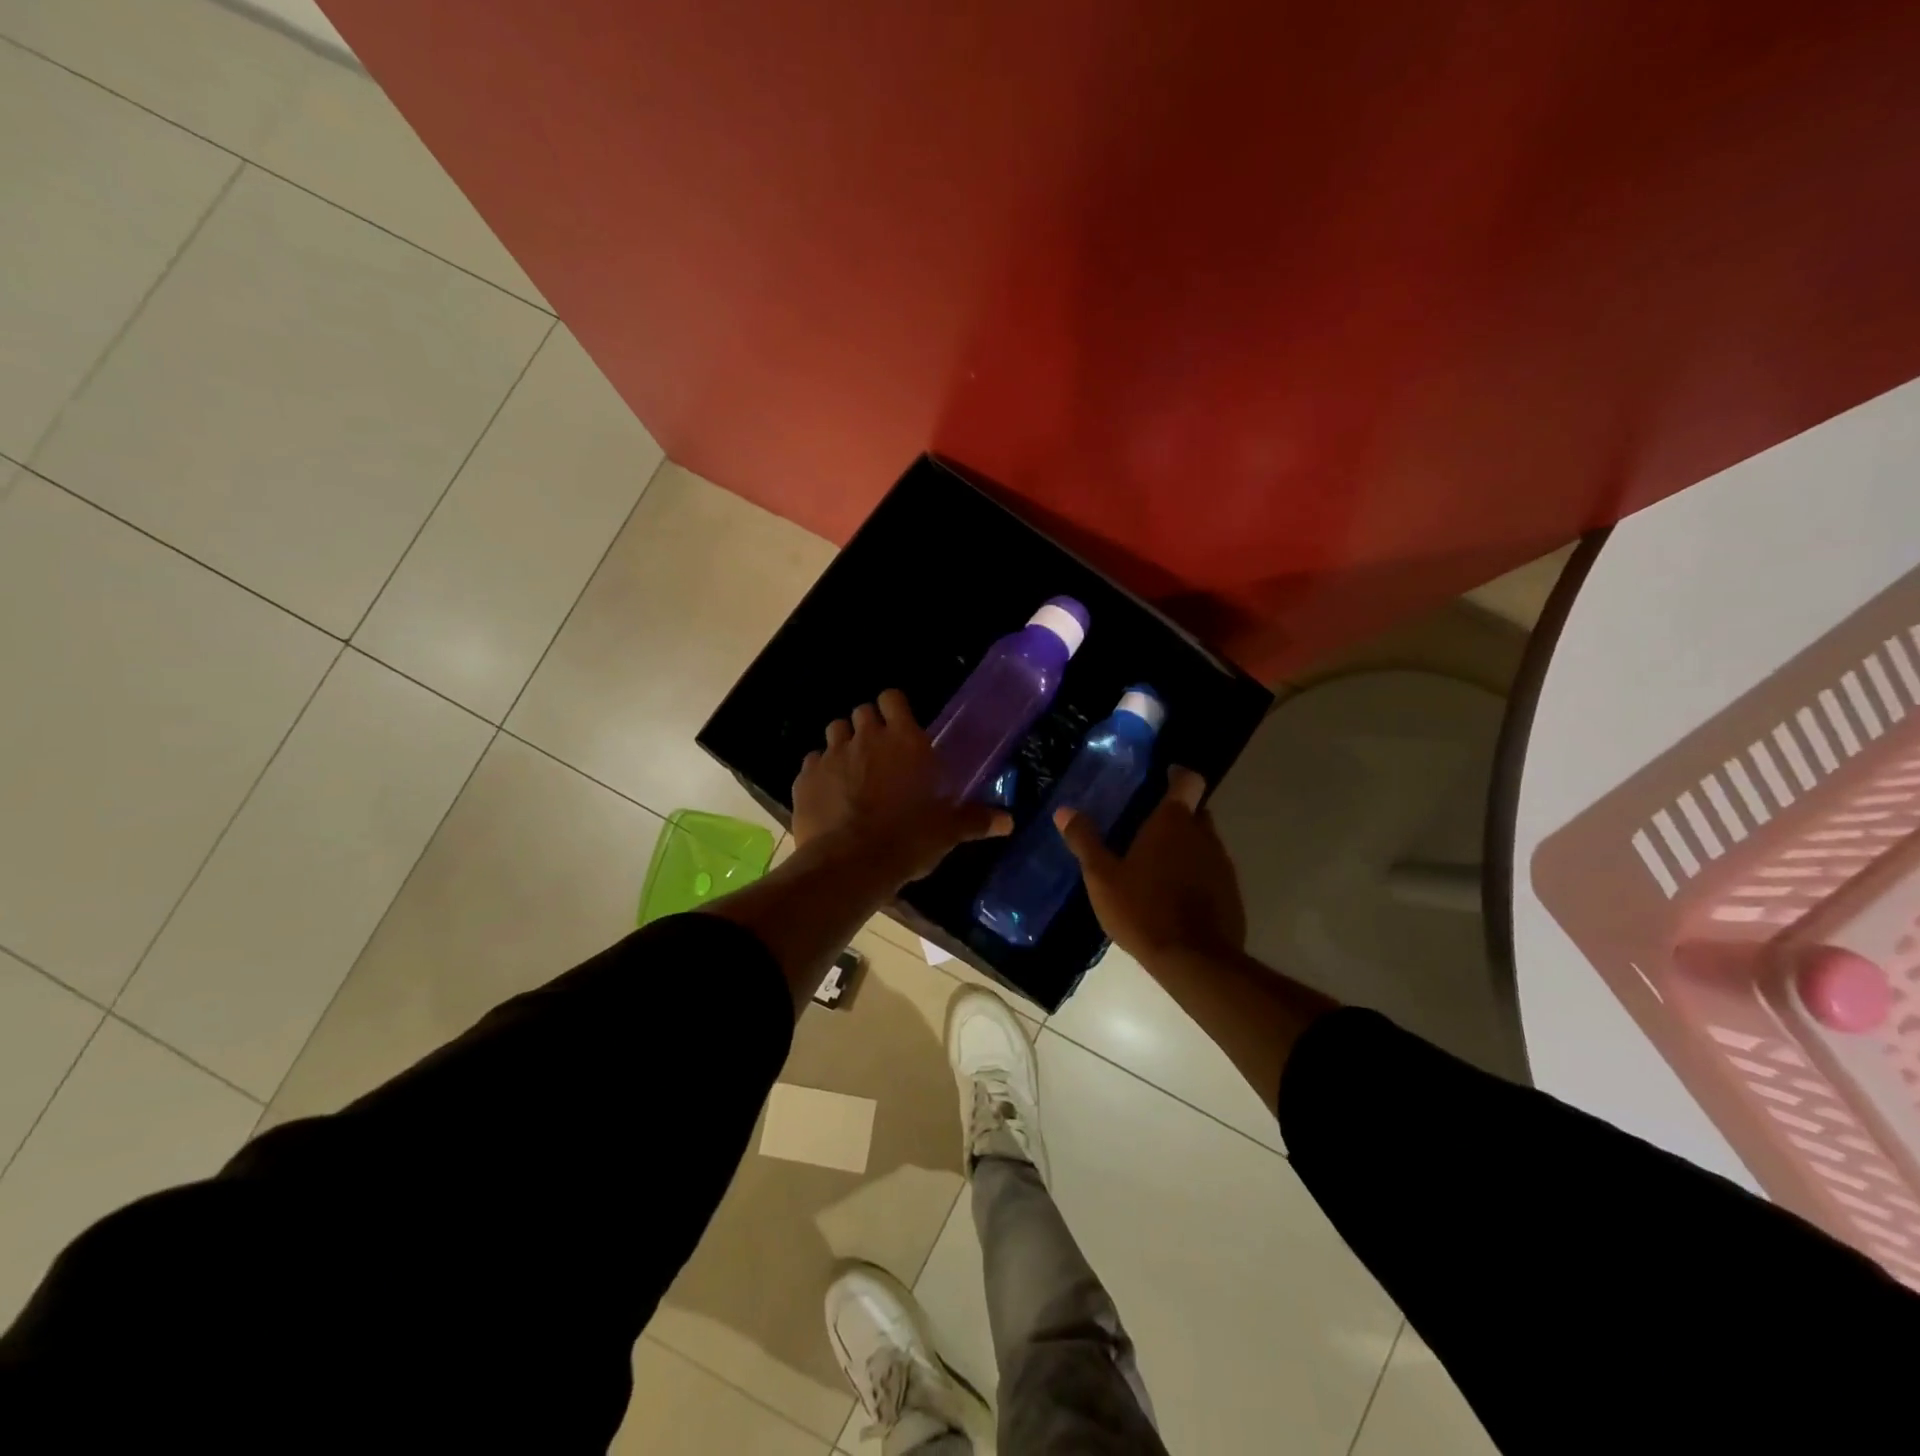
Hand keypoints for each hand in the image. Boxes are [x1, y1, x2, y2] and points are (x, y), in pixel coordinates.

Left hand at [792, 689, 1010, 884]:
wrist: (851, 864)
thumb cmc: (909, 839)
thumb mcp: (948, 831)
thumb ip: (976, 820)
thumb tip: (1009, 822)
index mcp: (904, 741)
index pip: (893, 698)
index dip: (894, 707)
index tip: (899, 725)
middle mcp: (866, 738)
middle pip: (862, 712)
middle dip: (869, 726)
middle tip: (879, 754)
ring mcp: (831, 755)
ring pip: (835, 730)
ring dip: (844, 743)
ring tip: (852, 769)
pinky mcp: (805, 777)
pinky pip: (811, 761)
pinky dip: (820, 771)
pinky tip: (828, 792)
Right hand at [1056, 767, 1246, 967]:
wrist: (1194, 960)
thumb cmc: (1143, 909)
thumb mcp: (1102, 877)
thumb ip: (1085, 841)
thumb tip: (1064, 810)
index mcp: (1173, 822)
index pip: (1188, 780)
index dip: (1177, 775)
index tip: (1163, 777)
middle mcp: (1203, 835)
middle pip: (1196, 811)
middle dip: (1177, 814)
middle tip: (1147, 828)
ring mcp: (1222, 864)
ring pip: (1204, 842)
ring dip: (1186, 846)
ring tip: (1157, 865)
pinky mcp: (1231, 893)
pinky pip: (1212, 871)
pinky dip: (1196, 874)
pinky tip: (1175, 896)